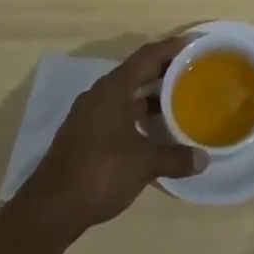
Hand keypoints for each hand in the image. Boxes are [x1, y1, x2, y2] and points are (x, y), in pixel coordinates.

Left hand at [19, 37, 207, 237]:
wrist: (49, 210)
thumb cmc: (100, 173)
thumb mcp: (144, 164)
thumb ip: (175, 157)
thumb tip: (204, 159)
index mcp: (113, 88)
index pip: (147, 56)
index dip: (171, 47)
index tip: (195, 43)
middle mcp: (99, 94)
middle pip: (136, 72)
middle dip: (163, 70)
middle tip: (191, 71)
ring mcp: (88, 115)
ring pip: (125, 94)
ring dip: (149, 95)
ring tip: (177, 100)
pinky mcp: (83, 135)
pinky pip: (116, 112)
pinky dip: (136, 114)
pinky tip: (151, 130)